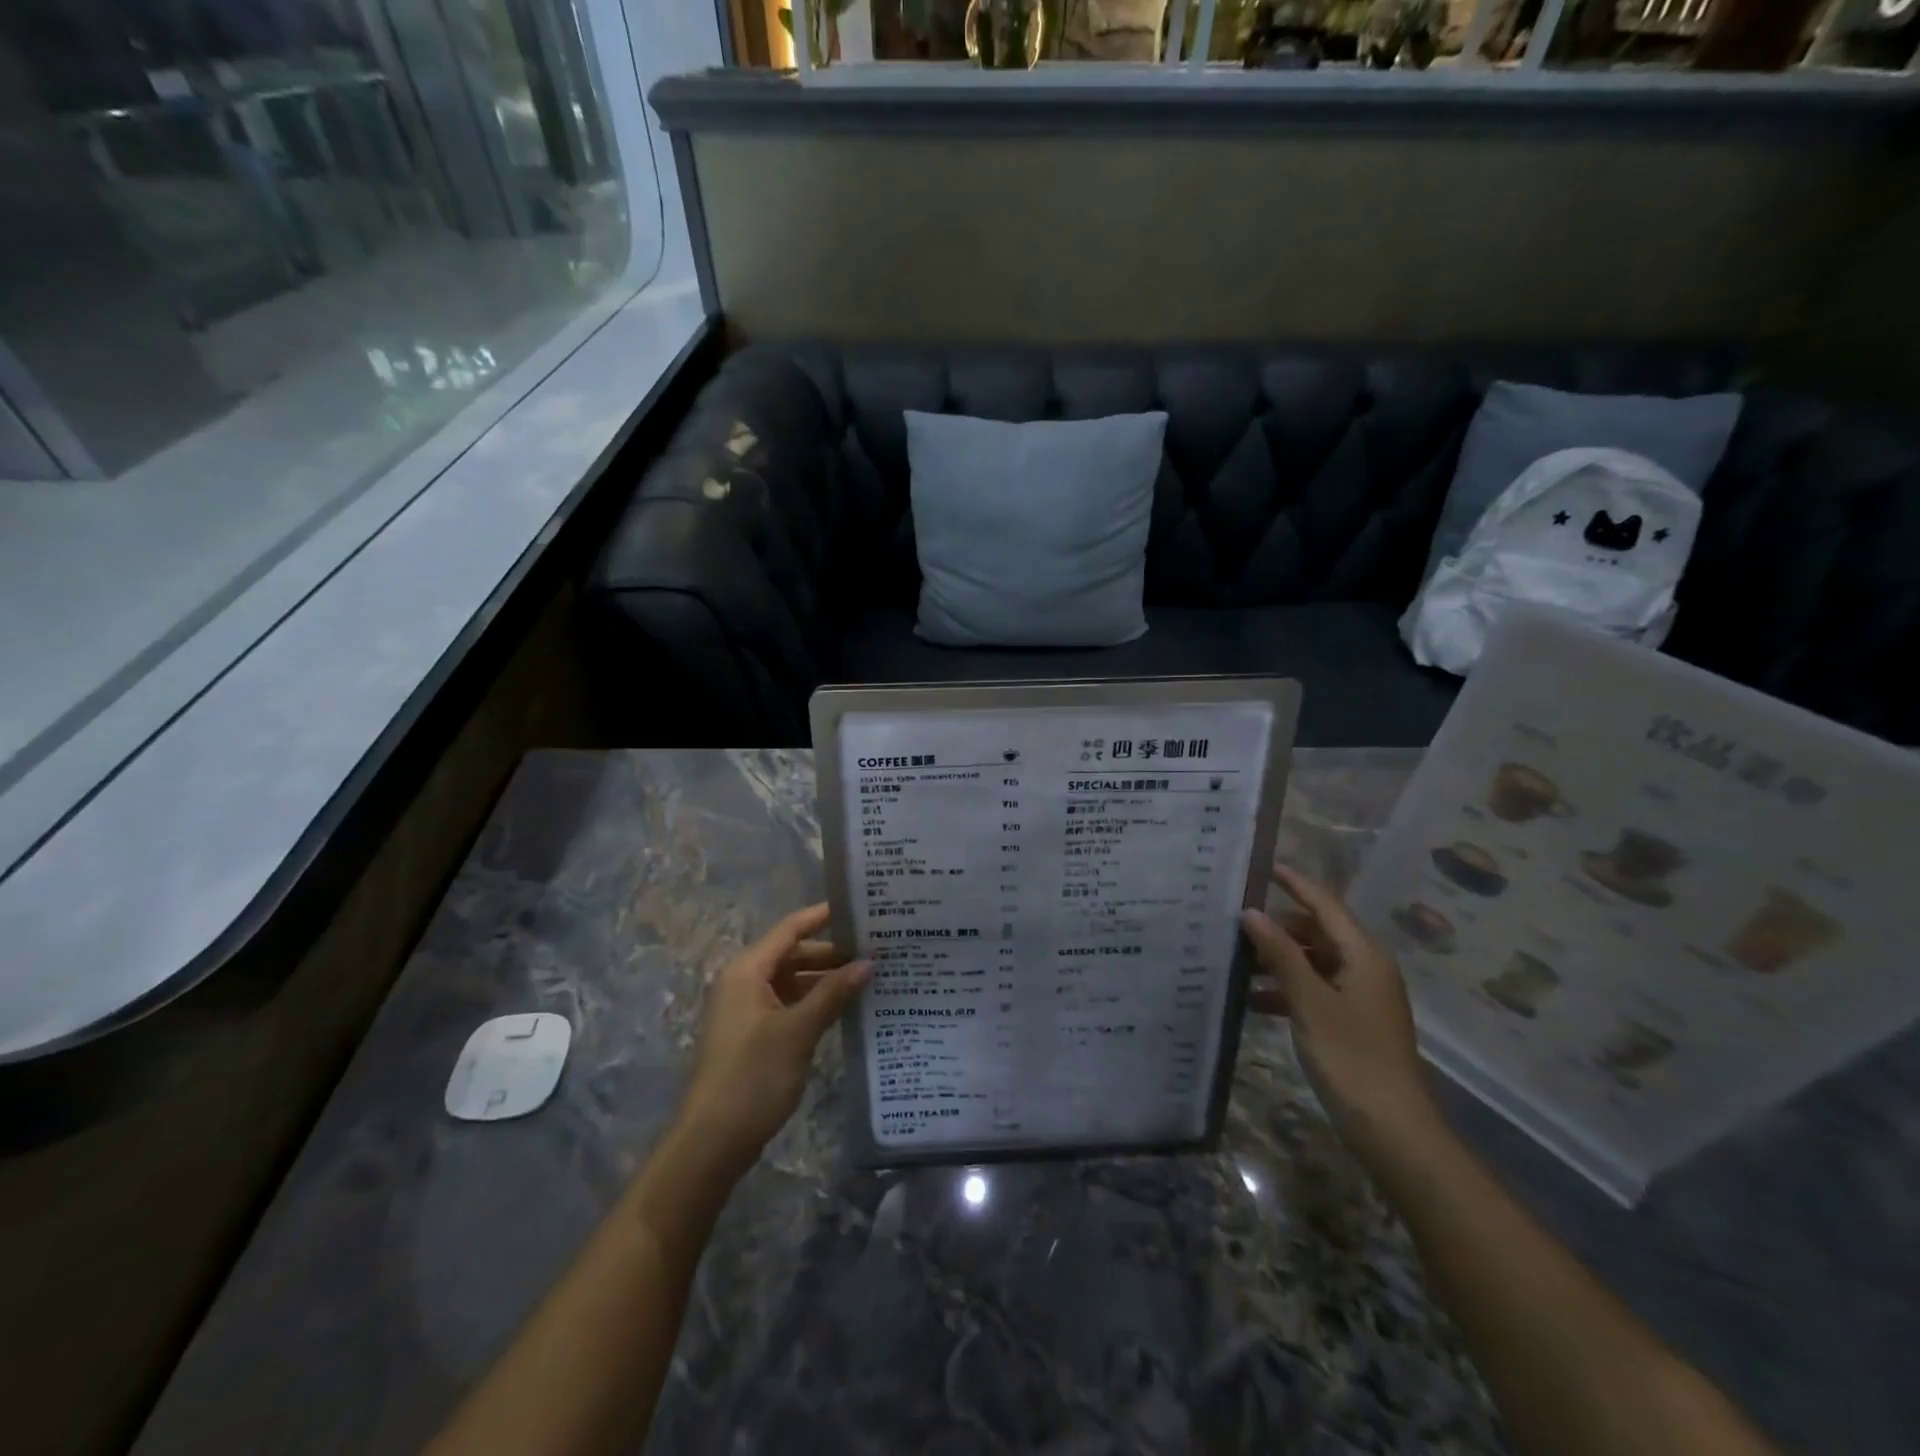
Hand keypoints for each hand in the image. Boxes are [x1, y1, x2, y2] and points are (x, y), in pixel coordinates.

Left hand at [678, 904, 868, 1167]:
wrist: (712, 1142)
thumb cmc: (752, 1077)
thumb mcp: (798, 1031)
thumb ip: (833, 993)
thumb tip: (868, 962)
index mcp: (746, 971)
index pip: (790, 929)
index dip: (823, 916)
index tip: (859, 908)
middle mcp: (744, 983)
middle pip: (793, 954)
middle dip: (832, 954)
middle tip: (876, 950)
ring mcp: (748, 1010)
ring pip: (793, 981)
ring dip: (826, 980)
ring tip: (869, 977)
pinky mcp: (754, 1035)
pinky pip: (789, 1005)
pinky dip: (815, 1002)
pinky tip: (846, 1009)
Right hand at [1241, 865, 1439, 1161]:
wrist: (1393, 1130)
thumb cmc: (1352, 1058)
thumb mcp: (1309, 1002)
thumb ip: (1280, 954)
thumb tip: (1252, 912)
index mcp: (1363, 956)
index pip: (1326, 905)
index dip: (1296, 884)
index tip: (1263, 866)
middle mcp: (1365, 968)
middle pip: (1317, 932)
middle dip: (1278, 926)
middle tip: (1234, 922)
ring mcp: (1360, 997)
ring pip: (1312, 962)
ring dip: (1277, 960)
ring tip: (1235, 961)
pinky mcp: (1351, 1022)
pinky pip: (1314, 990)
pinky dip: (1285, 989)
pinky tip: (1252, 1000)